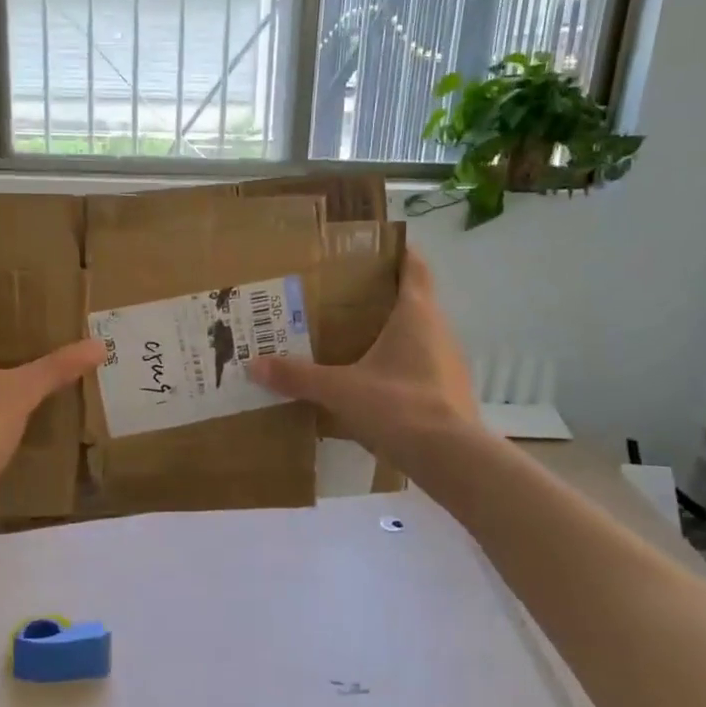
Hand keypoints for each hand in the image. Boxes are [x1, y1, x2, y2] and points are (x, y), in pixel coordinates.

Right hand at [249, 250, 474, 459]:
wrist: (452, 459)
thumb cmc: (399, 406)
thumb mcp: (341, 390)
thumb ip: (298, 377)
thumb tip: (254, 366)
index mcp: (416, 314)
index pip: (414, 266)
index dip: (397, 251)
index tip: (370, 248)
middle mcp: (438, 331)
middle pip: (412, 301)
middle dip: (379, 297)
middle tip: (340, 297)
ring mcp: (447, 363)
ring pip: (416, 336)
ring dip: (387, 334)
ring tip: (348, 339)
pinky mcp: (448, 393)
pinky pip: (418, 367)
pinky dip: (395, 367)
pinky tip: (368, 383)